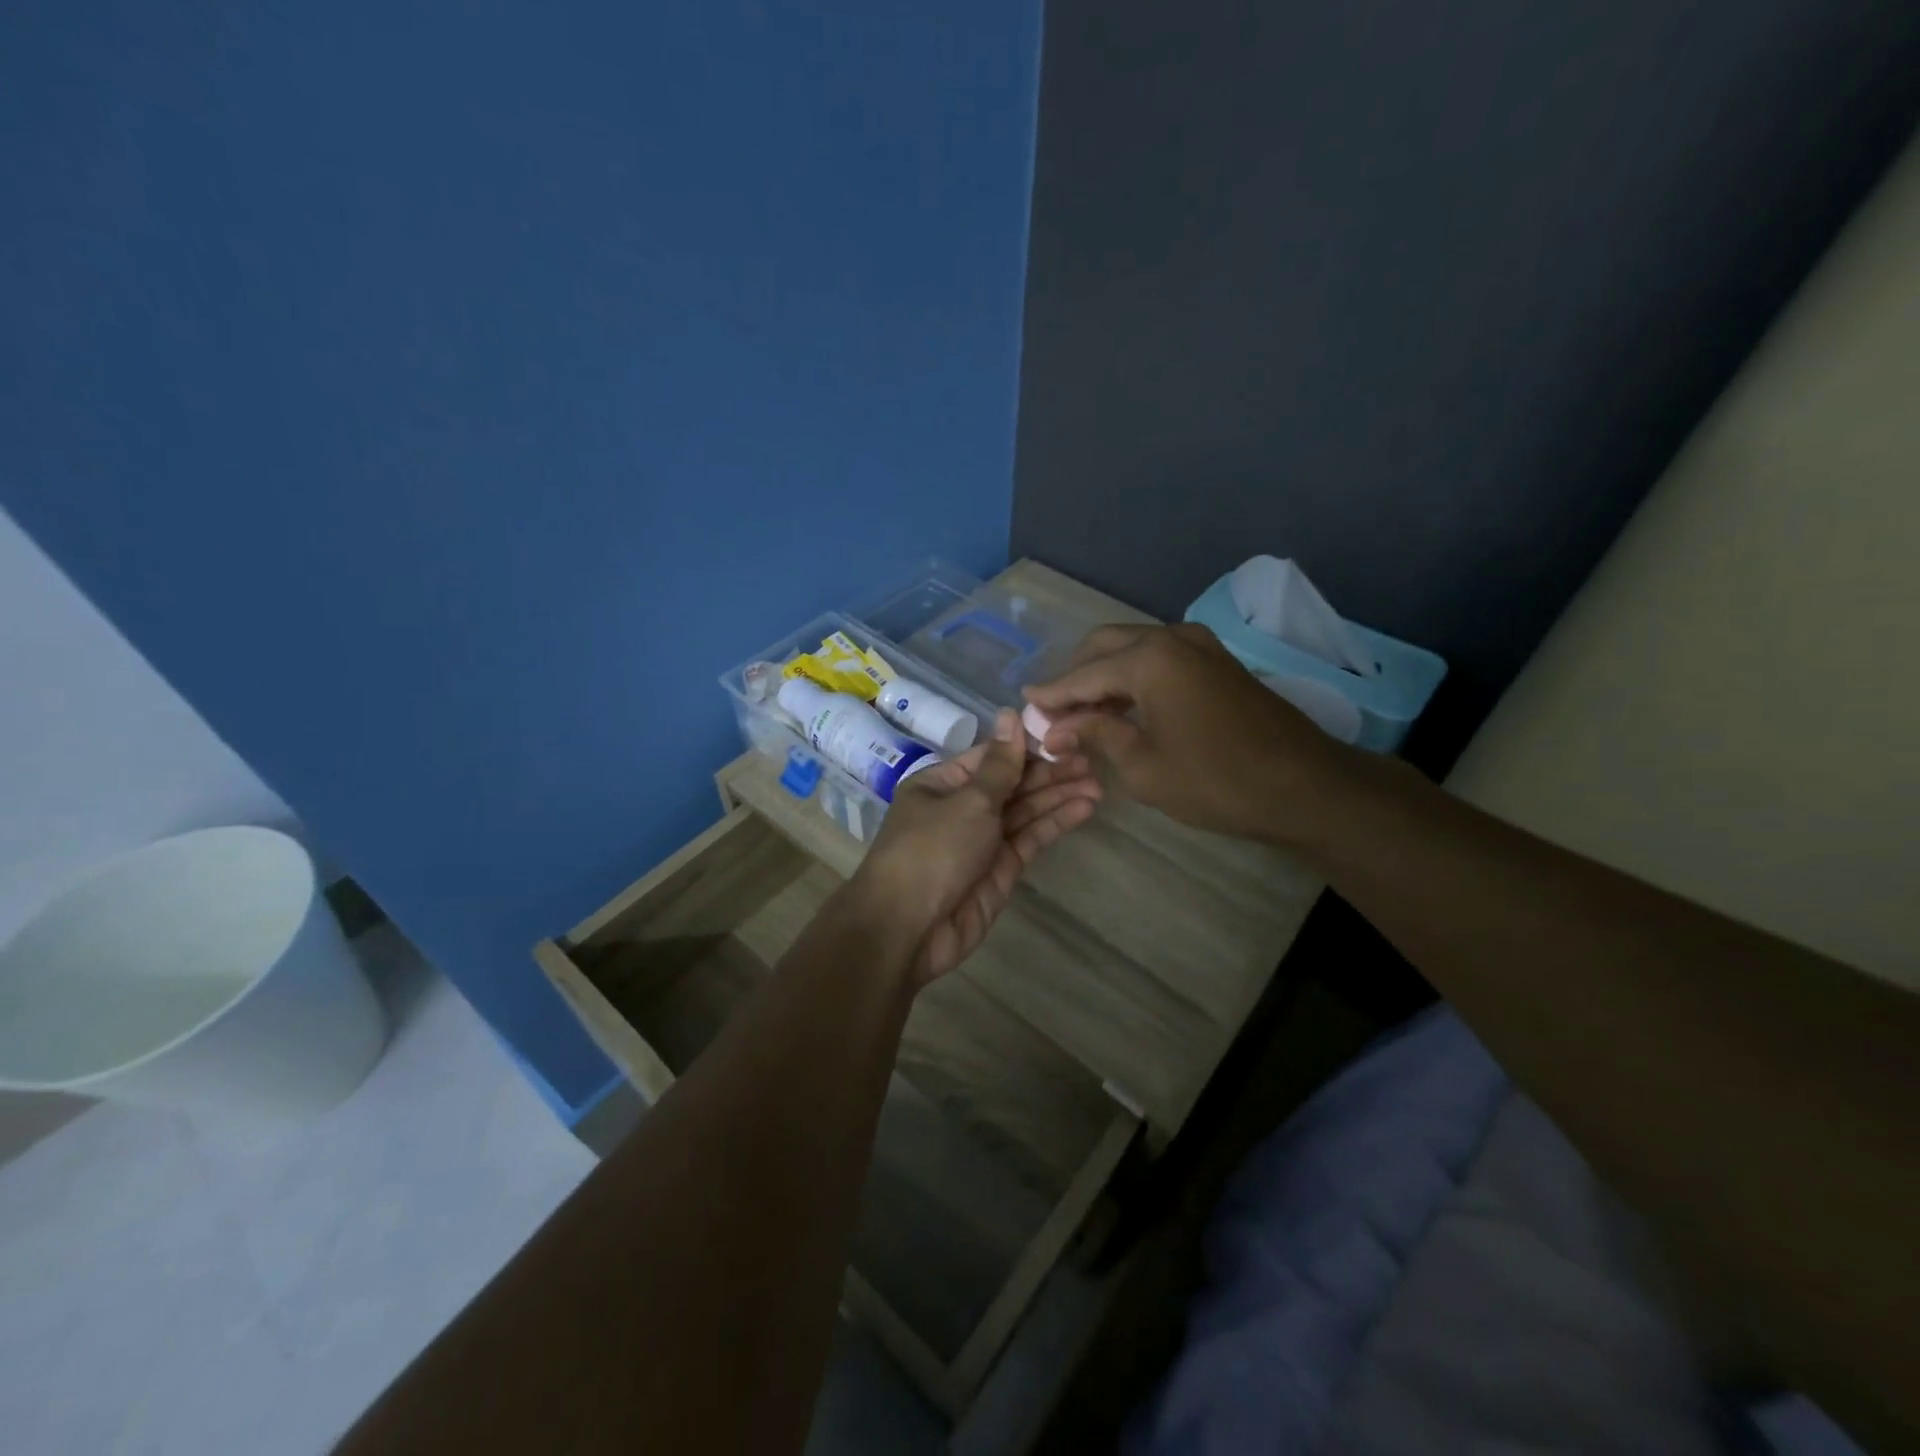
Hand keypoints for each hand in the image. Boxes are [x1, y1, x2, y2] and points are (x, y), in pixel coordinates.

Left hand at [855, 710, 1102, 982]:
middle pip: (1012, 783)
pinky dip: (1056, 823)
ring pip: (1025, 811)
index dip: (1027, 746)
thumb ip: (1000, 764)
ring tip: (1098, 783)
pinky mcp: (1001, 869)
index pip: (991, 757)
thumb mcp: (968, 800)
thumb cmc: (932, 849)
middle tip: (1091, 759)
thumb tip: (1010, 713)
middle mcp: (962, 808)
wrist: (909, 928)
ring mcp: (983, 840)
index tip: (1065, 735)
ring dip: (1059, 796)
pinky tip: (1085, 808)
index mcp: (943, 784)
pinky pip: (1031, 838)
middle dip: (1050, 772)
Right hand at [1024, 623, 1359, 843]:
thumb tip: (1056, 727)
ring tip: (1082, 715)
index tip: (1022, 706)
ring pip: (1132, 648)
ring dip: (1104, 676)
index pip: (1082, 674)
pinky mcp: (1216, 660)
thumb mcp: (1143, 765)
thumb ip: (1096, 734)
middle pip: (1104, 646)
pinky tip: (1122, 708)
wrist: (1304, 786)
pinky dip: (1133, 677)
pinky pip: (1159, 658)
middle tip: (1053, 712)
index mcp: (1149, 659)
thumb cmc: (1215, 781)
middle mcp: (1171, 637)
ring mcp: (1199, 645)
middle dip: (1075, 676)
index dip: (1050, 694)